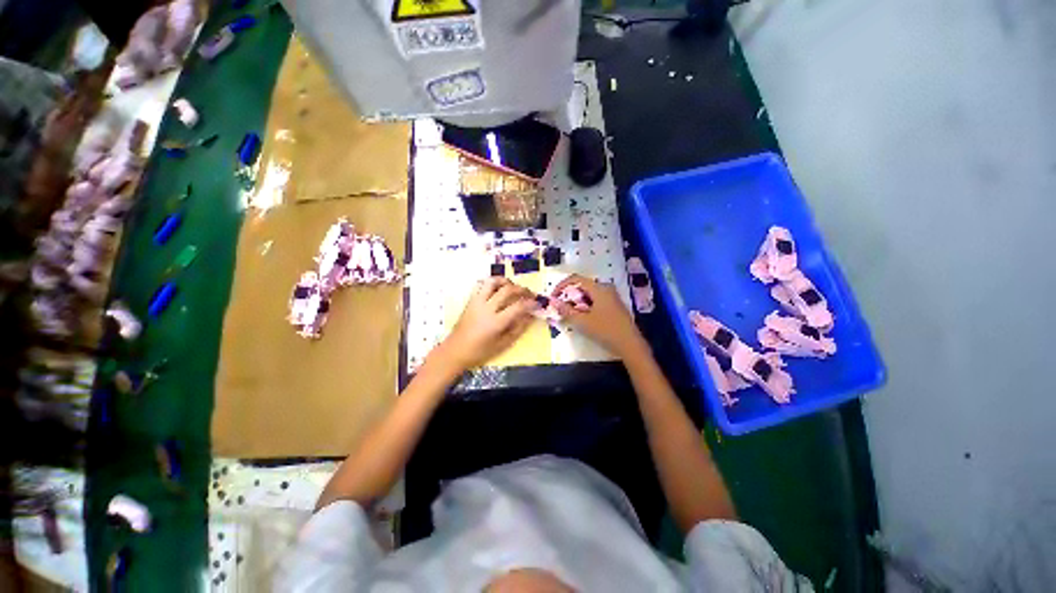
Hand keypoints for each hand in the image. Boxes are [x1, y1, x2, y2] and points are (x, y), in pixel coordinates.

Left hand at [435, 278, 537, 371]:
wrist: (455, 350)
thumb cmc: (480, 351)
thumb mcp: (502, 345)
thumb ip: (518, 329)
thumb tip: (530, 316)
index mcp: (496, 322)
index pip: (518, 306)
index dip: (530, 303)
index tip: (538, 303)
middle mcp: (486, 308)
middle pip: (507, 290)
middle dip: (522, 289)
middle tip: (530, 294)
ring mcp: (477, 302)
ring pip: (493, 282)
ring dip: (506, 281)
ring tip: (514, 286)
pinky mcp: (470, 300)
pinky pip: (481, 285)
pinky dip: (491, 283)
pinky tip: (498, 288)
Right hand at [551, 275, 647, 359]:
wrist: (630, 345)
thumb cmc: (605, 331)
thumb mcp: (582, 322)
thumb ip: (566, 310)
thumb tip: (554, 302)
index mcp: (599, 288)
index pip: (576, 279)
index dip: (561, 286)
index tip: (553, 298)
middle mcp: (606, 288)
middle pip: (582, 286)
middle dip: (569, 295)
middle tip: (560, 308)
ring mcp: (611, 296)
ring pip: (588, 294)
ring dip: (576, 301)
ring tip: (570, 314)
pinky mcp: (614, 305)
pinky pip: (595, 299)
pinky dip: (585, 305)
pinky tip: (583, 317)